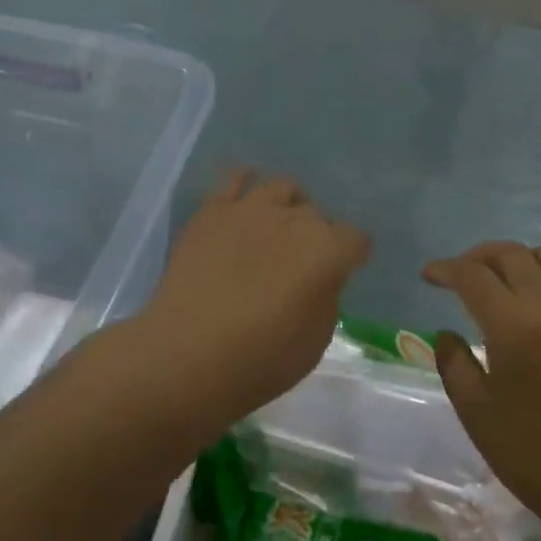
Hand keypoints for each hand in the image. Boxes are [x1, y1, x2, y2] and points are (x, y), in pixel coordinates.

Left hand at [140, 170, 369, 430]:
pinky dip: (245, 181)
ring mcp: (251, 209)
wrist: (184, 357)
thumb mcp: (314, 342)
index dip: (351, 256)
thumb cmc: (258, 361)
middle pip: (318, 215)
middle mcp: (294, 220)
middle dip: (317, 236)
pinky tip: (245, 193)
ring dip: (288, 206)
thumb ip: (326, 299)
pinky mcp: (212, 211)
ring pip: (283, 188)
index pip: (356, 239)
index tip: (341, 273)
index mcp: (326, 251)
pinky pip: (234, 179)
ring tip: (278, 225)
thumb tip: (320, 279)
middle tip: (301, 264)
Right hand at [424, 242, 540, 538]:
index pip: (472, 275)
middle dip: (478, 256)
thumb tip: (447, 333)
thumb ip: (454, 363)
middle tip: (460, 275)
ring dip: (516, 261)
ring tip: (501, 283)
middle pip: (510, 254)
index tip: (428, 276)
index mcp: (513, 326)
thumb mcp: (476, 412)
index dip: (445, 269)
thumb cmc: (533, 453)